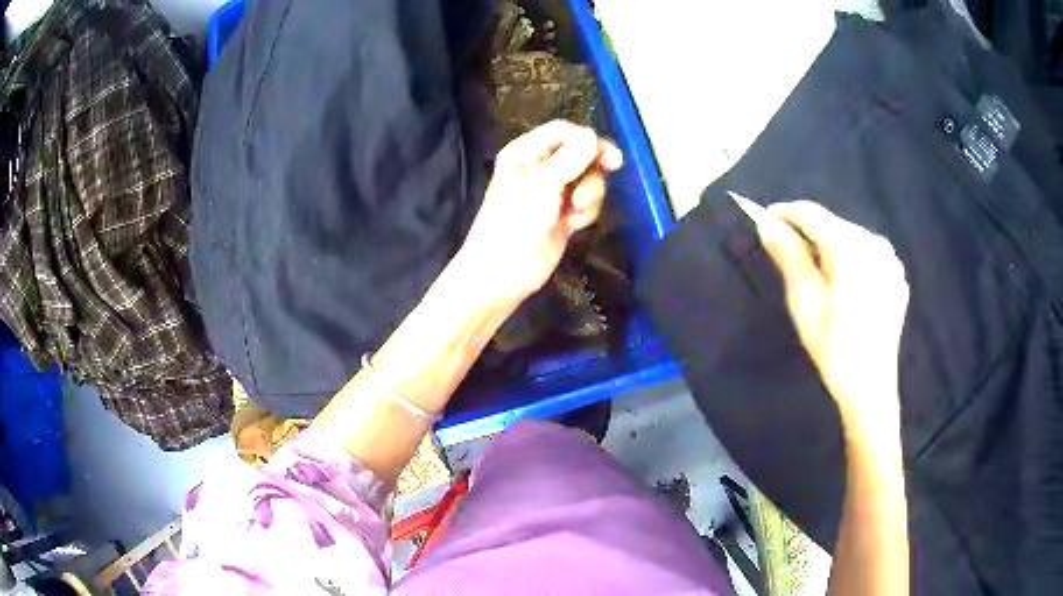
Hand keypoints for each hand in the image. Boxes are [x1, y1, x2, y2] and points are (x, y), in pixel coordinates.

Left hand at [458, 120, 622, 300]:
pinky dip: (586, 212)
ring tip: (576, 211)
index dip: (588, 139)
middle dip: (591, 171)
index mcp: (526, 151)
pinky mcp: (564, 213)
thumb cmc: (516, 221)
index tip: (610, 157)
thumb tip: (594, 136)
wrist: (504, 272)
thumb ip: (571, 158)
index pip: (563, 131)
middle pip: (581, 153)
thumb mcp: (543, 184)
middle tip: (604, 178)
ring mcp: (554, 191)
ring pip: (588, 179)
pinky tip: (574, 226)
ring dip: (590, 194)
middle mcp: (540, 166)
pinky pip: (587, 202)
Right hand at [753, 201, 908, 435]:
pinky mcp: (897, 275)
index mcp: (850, 247)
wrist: (871, 387)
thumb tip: (767, 224)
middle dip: (808, 232)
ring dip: (829, 246)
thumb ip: (788, 255)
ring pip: (851, 237)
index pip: (812, 213)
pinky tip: (844, 285)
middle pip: (833, 224)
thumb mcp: (804, 301)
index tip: (764, 220)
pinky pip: (868, 254)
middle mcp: (874, 243)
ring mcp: (890, 259)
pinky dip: (850, 259)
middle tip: (787, 254)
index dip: (786, 213)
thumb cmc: (833, 348)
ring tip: (817, 274)